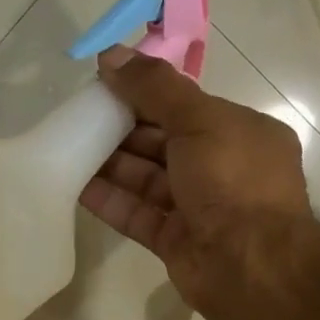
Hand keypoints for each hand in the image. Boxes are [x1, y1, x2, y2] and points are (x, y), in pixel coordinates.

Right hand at [78, 45, 313, 319]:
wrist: (250, 265)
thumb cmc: (234, 180)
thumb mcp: (199, 120)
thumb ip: (154, 88)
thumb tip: (111, 54)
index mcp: (239, 133)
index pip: (185, 106)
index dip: (145, 93)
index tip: (104, 83)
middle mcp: (220, 168)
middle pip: (162, 142)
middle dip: (122, 129)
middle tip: (79, 116)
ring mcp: (197, 207)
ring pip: (147, 179)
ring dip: (110, 164)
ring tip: (68, 146)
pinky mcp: (174, 240)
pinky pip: (137, 214)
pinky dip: (110, 200)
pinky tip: (76, 186)